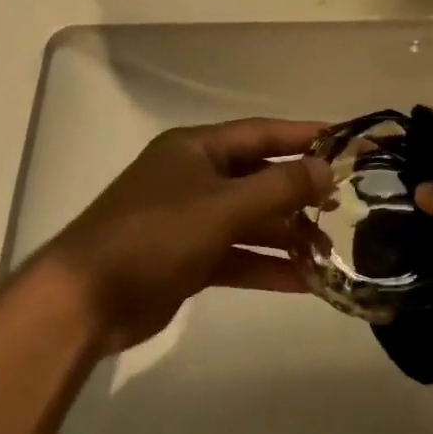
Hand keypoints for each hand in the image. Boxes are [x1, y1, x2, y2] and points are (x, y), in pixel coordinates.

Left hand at [28, 118, 331, 354]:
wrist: (86, 300)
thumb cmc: (155, 235)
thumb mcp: (223, 206)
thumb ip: (279, 188)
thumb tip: (326, 169)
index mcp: (196, 149)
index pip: (261, 133)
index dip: (304, 136)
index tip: (346, 143)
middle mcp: (194, 178)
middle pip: (258, 178)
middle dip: (298, 193)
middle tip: (343, 205)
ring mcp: (189, 220)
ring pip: (250, 221)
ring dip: (286, 235)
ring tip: (330, 251)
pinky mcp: (187, 259)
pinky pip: (237, 255)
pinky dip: (266, 265)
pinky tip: (303, 282)